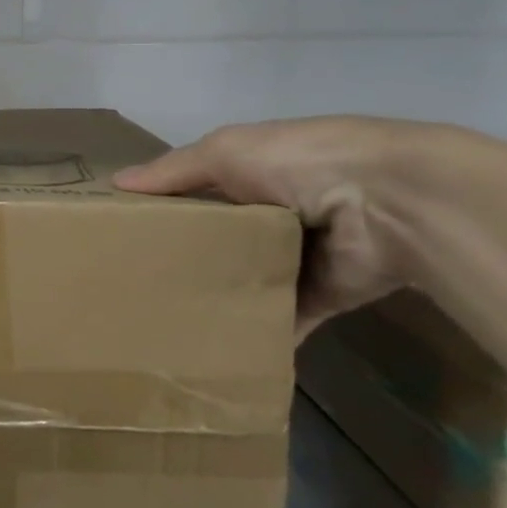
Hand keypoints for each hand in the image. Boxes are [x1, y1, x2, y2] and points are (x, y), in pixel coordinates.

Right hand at [115, 116, 434, 338]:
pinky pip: (281, 323)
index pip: (199, 194)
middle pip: (219, 243)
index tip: (122, 235)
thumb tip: (115, 184)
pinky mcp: (319, 299)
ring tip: (164, 326)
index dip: (165, 210)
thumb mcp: (226, 151)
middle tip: (134, 288)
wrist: (391, 203)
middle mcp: (274, 216)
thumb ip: (173, 170)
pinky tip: (217, 356)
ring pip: (247, 284)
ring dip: (217, 302)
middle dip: (184, 262)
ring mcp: (298, 259)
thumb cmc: (299, 163)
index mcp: (254, 175)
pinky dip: (258, 340)